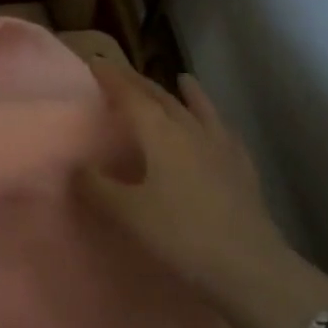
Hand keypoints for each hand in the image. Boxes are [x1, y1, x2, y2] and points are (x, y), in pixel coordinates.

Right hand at [76, 62, 327, 327]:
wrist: (249, 266)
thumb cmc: (181, 235)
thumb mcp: (128, 213)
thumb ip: (97, 187)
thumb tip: (77, 166)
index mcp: (160, 133)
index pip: (131, 96)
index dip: (112, 78)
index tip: (96, 62)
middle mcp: (190, 129)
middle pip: (162, 97)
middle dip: (140, 82)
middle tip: (122, 72)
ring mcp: (221, 146)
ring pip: (198, 109)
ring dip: (186, 93)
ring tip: (182, 78)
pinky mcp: (242, 167)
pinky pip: (224, 130)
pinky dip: (215, 119)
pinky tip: (218, 126)